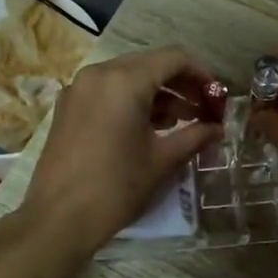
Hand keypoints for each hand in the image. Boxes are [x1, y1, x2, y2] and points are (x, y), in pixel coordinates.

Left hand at [23, 47, 223, 257]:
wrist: (58, 218)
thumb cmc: (116, 187)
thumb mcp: (162, 160)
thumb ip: (194, 137)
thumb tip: (218, 129)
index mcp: (125, 81)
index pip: (173, 58)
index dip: (201, 72)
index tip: (218, 94)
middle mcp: (99, 74)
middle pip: (150, 64)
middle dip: (180, 83)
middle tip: (204, 107)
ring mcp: (79, 89)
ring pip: (128, 77)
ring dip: (158, 93)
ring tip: (183, 120)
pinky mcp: (69, 106)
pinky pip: (109, 91)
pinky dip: (133, 100)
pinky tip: (151, 126)